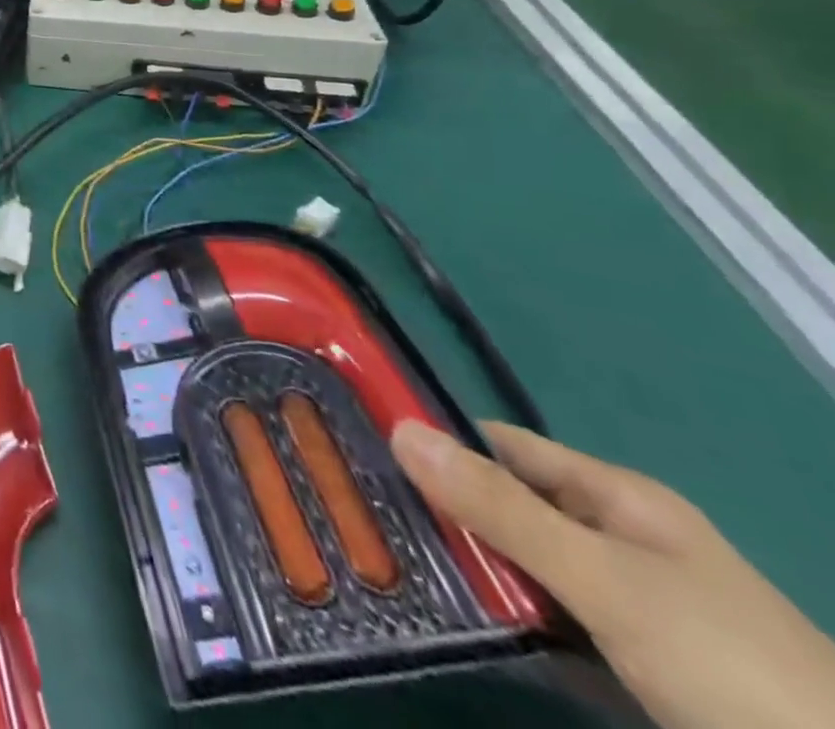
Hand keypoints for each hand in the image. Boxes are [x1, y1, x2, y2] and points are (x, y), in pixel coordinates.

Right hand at [392, 420, 834, 728]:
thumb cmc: (724, 664)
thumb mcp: (603, 579)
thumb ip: (499, 507)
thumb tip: (397, 426)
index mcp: (616, 497)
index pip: (503, 445)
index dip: (438, 438)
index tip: (365, 444)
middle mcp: (617, 537)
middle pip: (509, 504)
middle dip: (445, 507)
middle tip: (366, 508)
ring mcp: (626, 602)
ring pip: (523, 563)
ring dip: (470, 564)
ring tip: (391, 558)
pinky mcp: (629, 658)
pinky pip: (545, 616)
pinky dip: (503, 613)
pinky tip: (457, 619)